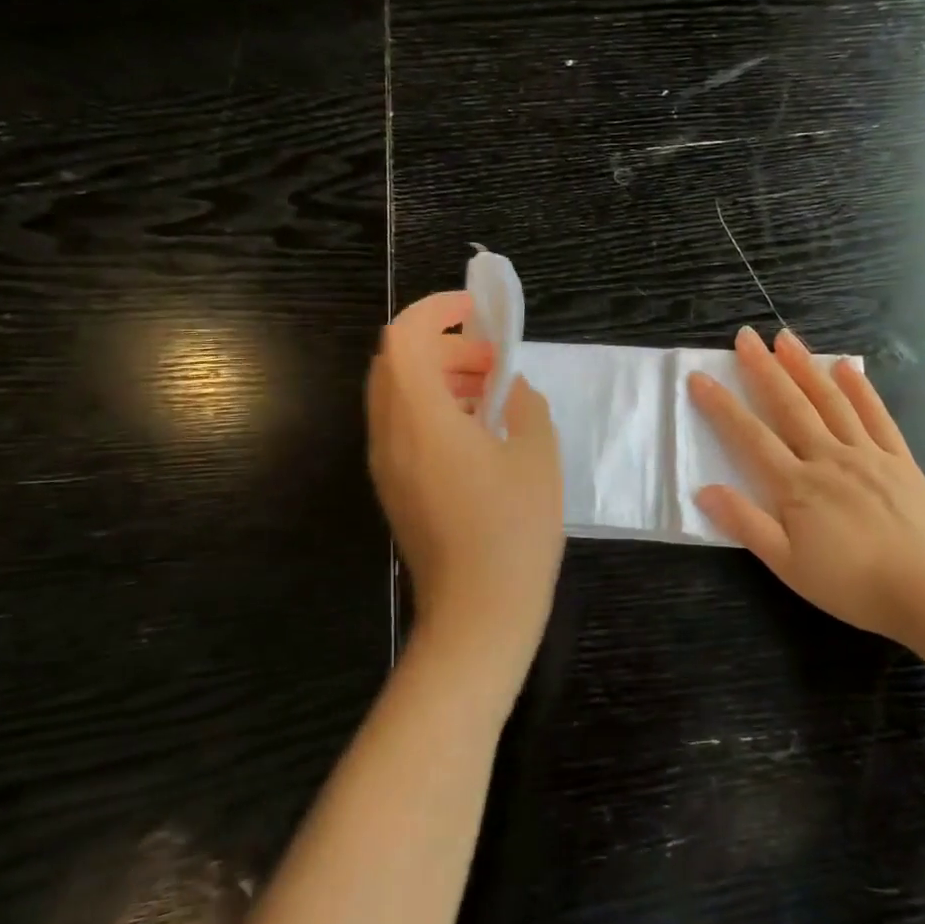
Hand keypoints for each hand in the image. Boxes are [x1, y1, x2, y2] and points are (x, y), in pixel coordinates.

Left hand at [367, 291, 564, 689]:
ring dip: (438, 376)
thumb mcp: (538, 456)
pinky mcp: (393, 487)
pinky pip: (401, 425)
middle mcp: (390, 434)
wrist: (478, 613)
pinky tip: (476, 431)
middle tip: (493, 361)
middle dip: (443, 345)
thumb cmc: (514, 531)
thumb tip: (510, 389)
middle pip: (396, 360)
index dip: (437, 310)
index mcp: (421, 417)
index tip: (478, 312)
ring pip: (396, 393)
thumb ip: (524, 404)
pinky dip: (432, 407)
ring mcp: (386, 463)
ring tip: (490, 393)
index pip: (405, 336)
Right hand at [687, 325, 924, 652]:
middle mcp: (828, 457)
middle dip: (764, 369)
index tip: (699, 377)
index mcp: (796, 485)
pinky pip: (876, 415)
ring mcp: (867, 453)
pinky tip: (846, 367)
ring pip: (830, 401)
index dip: (722, 406)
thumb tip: (704, 490)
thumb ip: (746, 524)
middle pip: (790, 405)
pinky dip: (860, 388)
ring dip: (805, 366)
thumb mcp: (788, 565)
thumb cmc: (852, 585)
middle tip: (746, 336)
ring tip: (786, 338)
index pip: (749, 436)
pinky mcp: (900, 459)